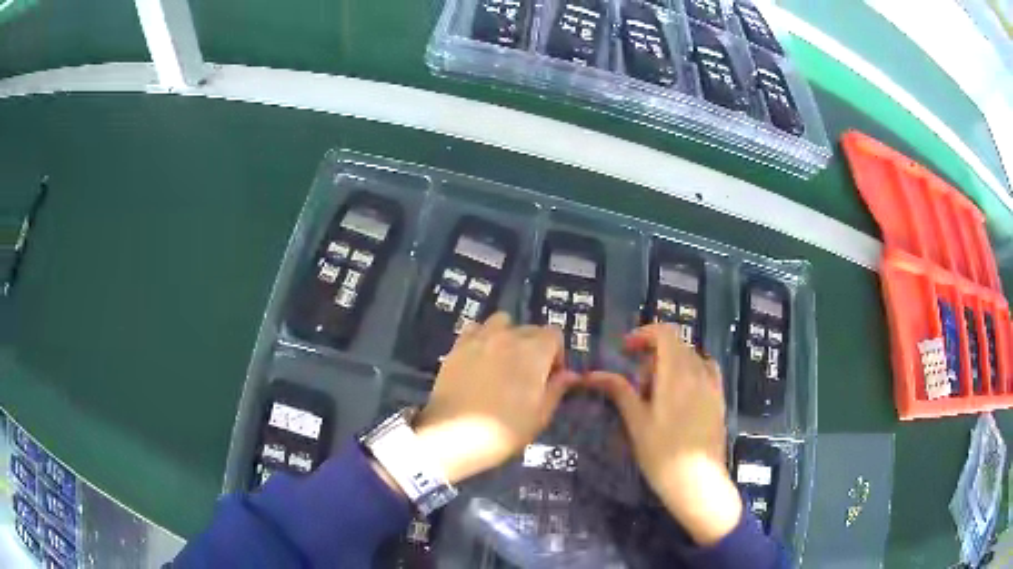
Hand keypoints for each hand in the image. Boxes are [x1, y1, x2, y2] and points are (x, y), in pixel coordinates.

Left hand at [413, 312, 578, 483]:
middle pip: (530, 329)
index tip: (550, 377)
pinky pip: (475, 329)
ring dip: (508, 336)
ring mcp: (479, 339)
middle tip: (527, 377)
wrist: (453, 436)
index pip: (554, 335)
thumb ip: (556, 389)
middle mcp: (508, 337)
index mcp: (534, 352)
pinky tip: (479, 358)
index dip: (556, 355)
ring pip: (501, 322)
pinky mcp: (457, 346)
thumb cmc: (504, 431)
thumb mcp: (539, 416)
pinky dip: (481, 337)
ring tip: (503, 361)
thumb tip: (569, 375)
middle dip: (534, 348)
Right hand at [587, 324, 741, 545]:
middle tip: (638, 385)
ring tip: (659, 392)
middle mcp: (698, 372)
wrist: (698, 481)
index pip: (664, 333)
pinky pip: (706, 371)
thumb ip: (619, 392)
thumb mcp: (636, 422)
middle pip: (677, 345)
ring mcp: (713, 385)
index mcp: (676, 373)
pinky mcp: (719, 399)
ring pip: (691, 357)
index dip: (643, 334)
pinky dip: (691, 372)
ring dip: (672, 364)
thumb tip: (593, 374)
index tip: (626, 351)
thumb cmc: (661, 453)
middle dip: (654, 355)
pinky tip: (682, 395)